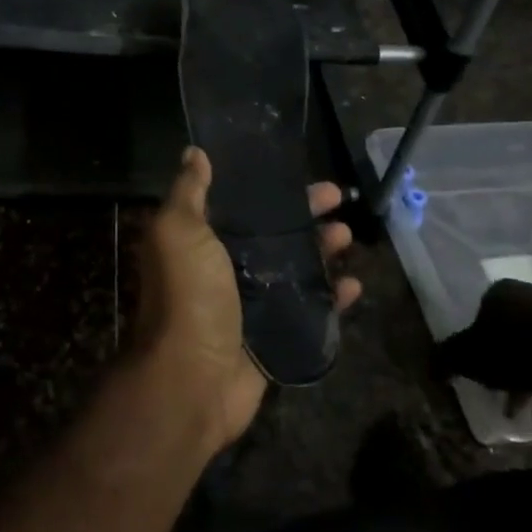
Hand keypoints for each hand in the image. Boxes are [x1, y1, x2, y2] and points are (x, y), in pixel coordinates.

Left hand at [134, 147, 361, 449]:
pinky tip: (353, 285)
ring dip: (320, 251)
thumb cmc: (188, 296)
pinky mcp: (272, 338)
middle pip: (272, 235)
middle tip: (339, 200)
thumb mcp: (179, 231)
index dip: (268, 188)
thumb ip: (189, 192)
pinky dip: (330, 299)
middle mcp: (223, 269)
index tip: (298, 173)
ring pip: (293, 270)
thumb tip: (194, 152)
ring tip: (348, 237)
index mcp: (199, 241)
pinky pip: (308, 313)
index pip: (238, 205)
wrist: (192, 378)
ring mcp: (249, 306)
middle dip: (304, 216)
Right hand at [435, 278, 531, 418]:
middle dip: (511, 369)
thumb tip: (430, 366)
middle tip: (508, 399)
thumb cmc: (517, 351)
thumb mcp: (468, 358)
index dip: (480, 345)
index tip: (482, 373)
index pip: (484, 313)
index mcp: (502, 292)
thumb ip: (447, 359)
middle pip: (518, 334)